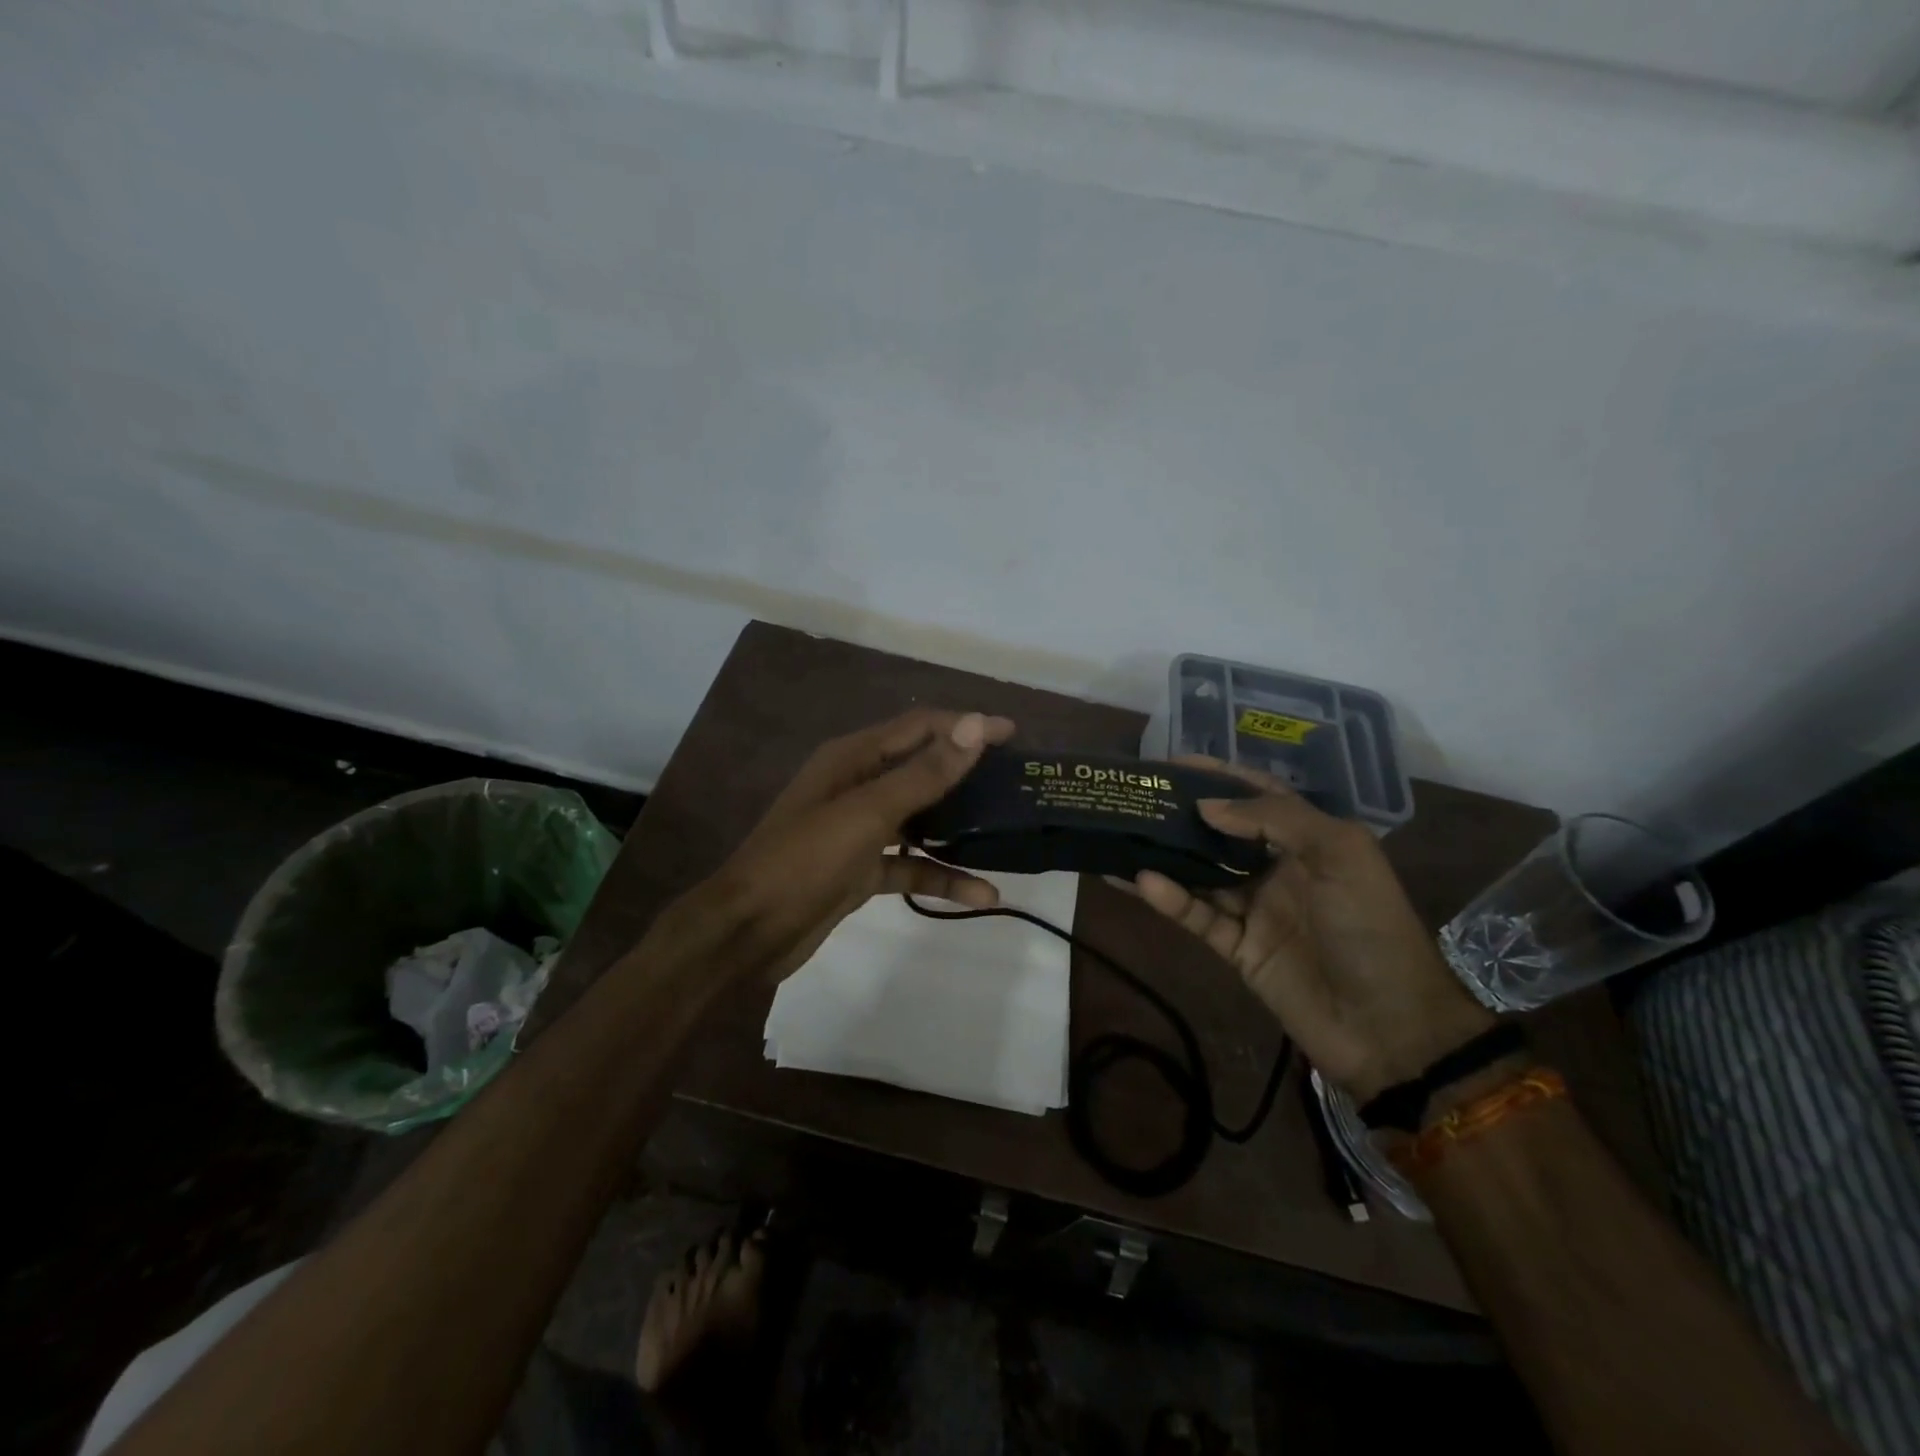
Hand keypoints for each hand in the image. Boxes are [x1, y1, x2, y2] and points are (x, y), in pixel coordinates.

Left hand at [670, 708, 1015, 983]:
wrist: (748, 931)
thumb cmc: (804, 860)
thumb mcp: (868, 813)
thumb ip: (924, 773)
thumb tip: (974, 726)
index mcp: (853, 758)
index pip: (919, 728)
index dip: (965, 726)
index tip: (1013, 734)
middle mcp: (858, 786)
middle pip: (923, 770)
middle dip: (968, 774)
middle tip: (1017, 782)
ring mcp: (860, 830)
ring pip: (921, 820)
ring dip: (960, 828)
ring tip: (1008, 831)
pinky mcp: (862, 870)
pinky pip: (911, 866)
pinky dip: (942, 877)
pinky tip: (981, 895)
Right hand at [1132, 759, 1493, 1103]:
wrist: (1390, 1028)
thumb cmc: (1370, 927)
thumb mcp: (1340, 855)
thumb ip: (1275, 819)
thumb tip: (1207, 806)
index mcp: (1311, 842)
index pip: (1260, 796)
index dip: (1221, 777)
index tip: (1175, 763)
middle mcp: (1280, 869)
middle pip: (1222, 834)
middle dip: (1183, 814)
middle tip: (1138, 797)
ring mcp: (1257, 910)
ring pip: (1201, 875)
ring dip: (1166, 856)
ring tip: (1123, 834)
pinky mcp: (1238, 949)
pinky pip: (1198, 917)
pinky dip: (1171, 900)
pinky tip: (1143, 881)